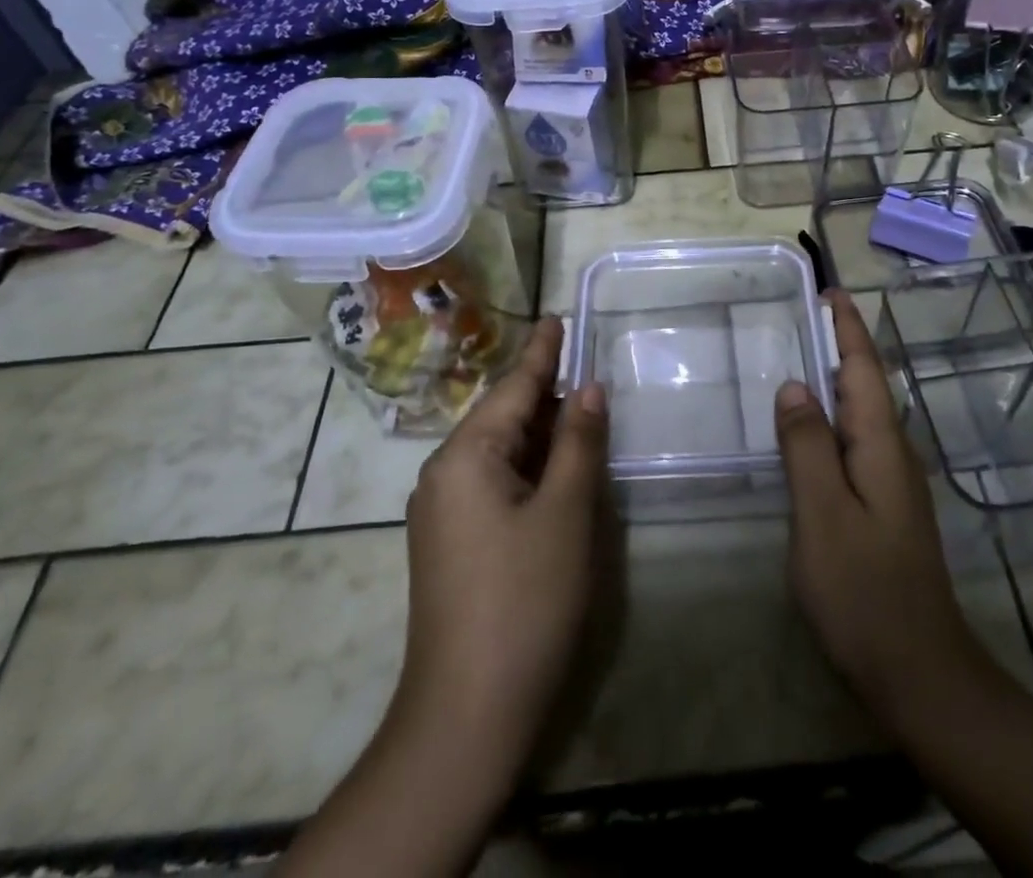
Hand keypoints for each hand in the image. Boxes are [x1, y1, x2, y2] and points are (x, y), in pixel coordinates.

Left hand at [396, 318, 607, 769]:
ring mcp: (443, 512)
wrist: (466, 714)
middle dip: (547, 394)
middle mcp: (444, 474)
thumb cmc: (524, 599)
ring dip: (542, 434)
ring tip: (582, 412)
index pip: (513, 387)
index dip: (543, 352)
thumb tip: (588, 388)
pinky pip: (494, 482)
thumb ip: (578, 442)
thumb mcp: (565, 513)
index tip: (558, 317)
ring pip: (501, 451)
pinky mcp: (451, 543)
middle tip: (589, 371)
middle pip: (504, 416)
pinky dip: (530, 467)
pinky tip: (558, 469)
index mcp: (465, 457)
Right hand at [774, 291, 987, 723]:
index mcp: (881, 444)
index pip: (864, 368)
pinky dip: (833, 418)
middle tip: (803, 316)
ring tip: (801, 357)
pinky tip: (810, 429)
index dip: (848, 327)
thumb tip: (793, 385)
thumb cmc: (864, 590)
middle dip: (841, 345)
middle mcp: (893, 453)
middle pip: (866, 384)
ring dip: (837, 379)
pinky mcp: (883, 506)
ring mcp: (892, 482)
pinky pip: (855, 442)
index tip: (830, 290)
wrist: (918, 671)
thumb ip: (806, 447)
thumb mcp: (823, 514)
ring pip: (862, 413)